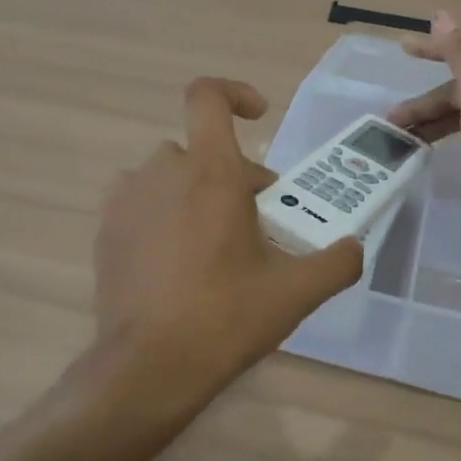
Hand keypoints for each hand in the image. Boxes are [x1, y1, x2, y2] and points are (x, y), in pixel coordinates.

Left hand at [90, 78, 363, 418]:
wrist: (147, 367)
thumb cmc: (224, 317)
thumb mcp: (294, 293)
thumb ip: (336, 263)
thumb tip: (355, 247)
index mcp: (210, 171)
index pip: (207, 96)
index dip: (233, 93)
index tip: (258, 116)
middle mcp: (162, 171)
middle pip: (202, 150)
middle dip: (234, 177)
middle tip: (258, 225)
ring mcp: (127, 199)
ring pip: (170, 177)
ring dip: (195, 194)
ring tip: (215, 245)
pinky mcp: (105, 229)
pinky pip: (141, 203)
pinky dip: (163, 215)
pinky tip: (177, 262)